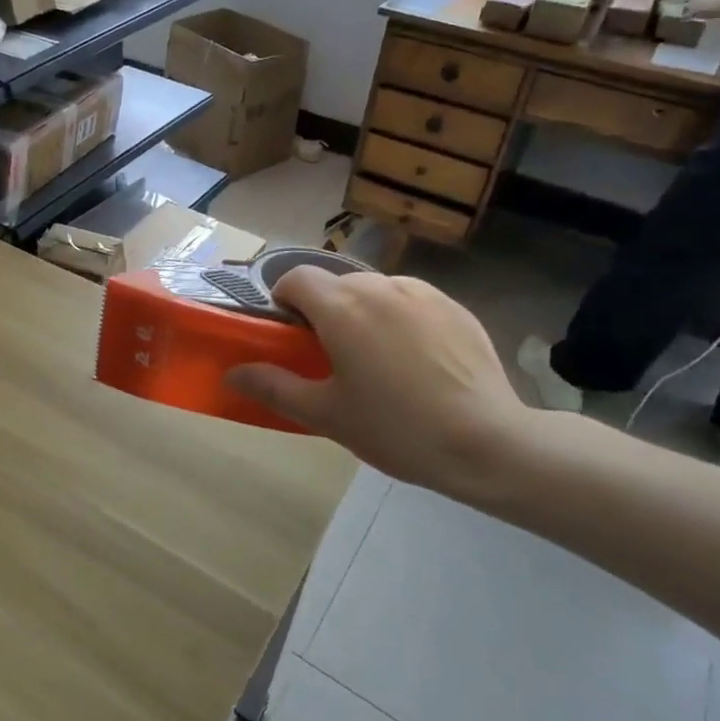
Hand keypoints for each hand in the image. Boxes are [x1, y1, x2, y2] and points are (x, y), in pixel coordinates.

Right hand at [226, 269, 527, 498]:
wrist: (487, 442)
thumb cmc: (395, 428)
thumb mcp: (326, 414)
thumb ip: (273, 386)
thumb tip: (231, 373)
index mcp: (342, 307)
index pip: (295, 277)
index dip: (284, 300)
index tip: (290, 336)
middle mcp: (379, 286)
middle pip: (335, 284)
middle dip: (324, 310)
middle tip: (332, 357)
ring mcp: (422, 293)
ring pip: (375, 290)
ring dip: (363, 312)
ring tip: (378, 359)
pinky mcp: (455, 307)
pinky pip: (411, 301)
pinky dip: (400, 318)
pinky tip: (417, 361)